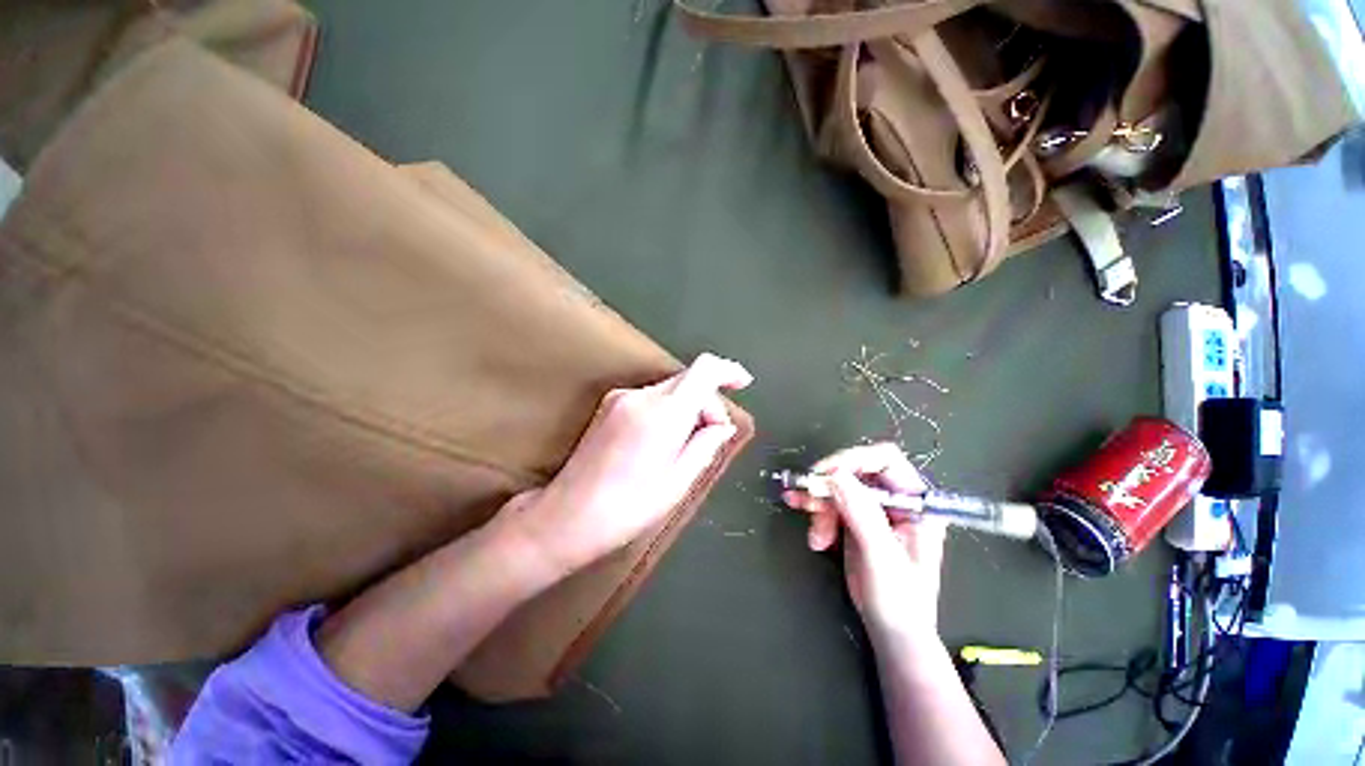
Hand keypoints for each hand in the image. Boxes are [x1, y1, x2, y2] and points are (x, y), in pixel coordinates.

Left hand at [489, 353, 751, 578]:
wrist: (567, 516)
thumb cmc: (629, 507)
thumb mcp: (678, 482)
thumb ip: (706, 445)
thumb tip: (723, 425)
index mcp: (663, 413)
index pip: (703, 370)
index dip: (727, 370)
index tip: (743, 382)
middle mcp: (640, 395)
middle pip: (688, 380)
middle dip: (707, 401)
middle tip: (713, 434)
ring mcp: (620, 397)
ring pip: (670, 389)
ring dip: (687, 406)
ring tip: (687, 444)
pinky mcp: (609, 405)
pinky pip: (651, 397)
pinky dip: (668, 409)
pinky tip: (664, 440)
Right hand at [782, 443, 945, 639]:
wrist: (892, 631)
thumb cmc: (899, 599)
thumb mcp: (881, 556)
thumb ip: (861, 513)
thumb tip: (835, 475)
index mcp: (916, 501)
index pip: (885, 460)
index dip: (853, 460)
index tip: (825, 474)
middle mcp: (896, 499)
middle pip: (855, 472)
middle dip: (829, 487)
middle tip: (807, 501)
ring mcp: (874, 509)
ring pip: (838, 487)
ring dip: (819, 504)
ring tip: (814, 534)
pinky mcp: (856, 519)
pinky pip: (831, 502)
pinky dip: (816, 510)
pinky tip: (806, 523)